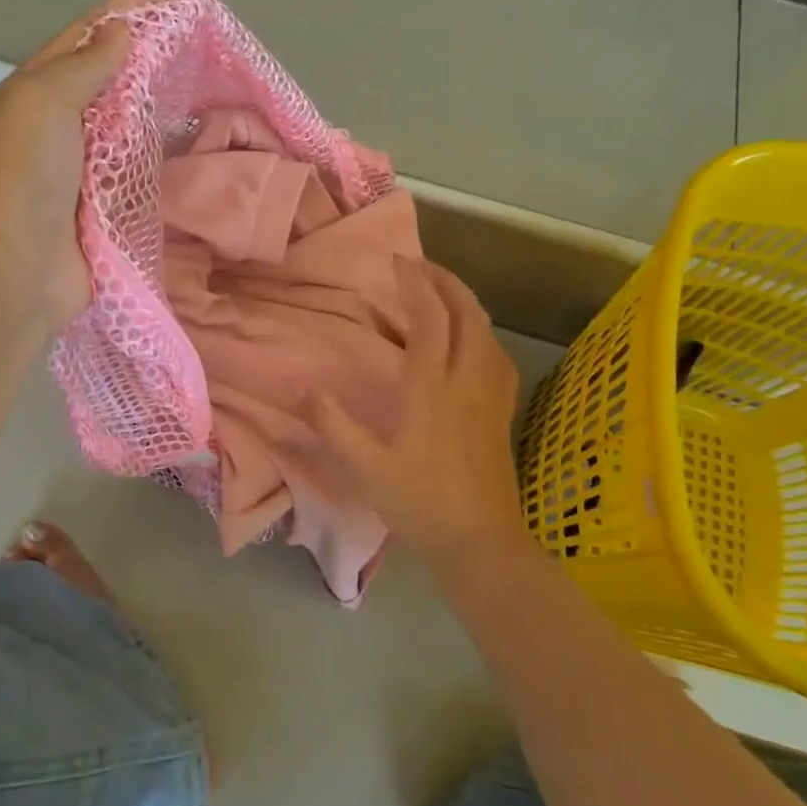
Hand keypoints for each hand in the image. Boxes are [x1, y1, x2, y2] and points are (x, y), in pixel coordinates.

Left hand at [0, 0, 178, 332]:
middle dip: (150, 47)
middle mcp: (60, 126)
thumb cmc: (22, 177)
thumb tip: (121, 31)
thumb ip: (84, 67)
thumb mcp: (43, 103)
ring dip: (162, 98)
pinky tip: (194, 140)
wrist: (14, 270)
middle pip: (112, 75)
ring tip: (205, 75)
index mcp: (37, 92)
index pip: (89, 34)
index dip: (130, 1)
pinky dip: (165, 152)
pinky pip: (142, 169)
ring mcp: (84, 169)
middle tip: (198, 26)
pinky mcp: (107, 208)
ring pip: (130, 122)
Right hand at [308, 259, 526, 562]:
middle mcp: (467, 381)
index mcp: (432, 389)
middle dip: (446, 282)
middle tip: (421, 267)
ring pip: (488, 332)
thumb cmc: (420, 504)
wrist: (480, 543)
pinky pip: (497, 355)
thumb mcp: (365, 467)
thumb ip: (333, 425)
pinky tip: (473, 340)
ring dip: (467, 303)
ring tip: (444, 294)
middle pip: (468, 314)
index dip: (415, 286)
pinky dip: (482, 332)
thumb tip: (304, 388)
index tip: (397, 263)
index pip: (430, 320)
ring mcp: (491, 396)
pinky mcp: (502, 412)